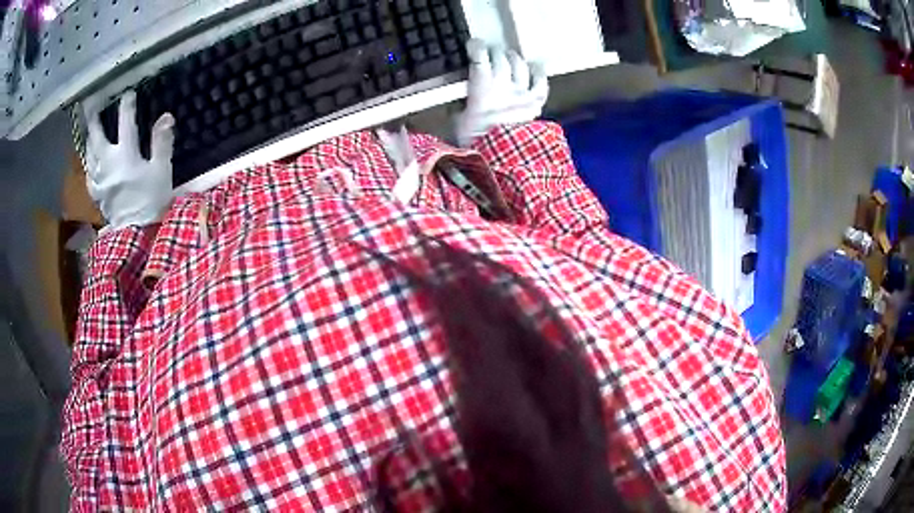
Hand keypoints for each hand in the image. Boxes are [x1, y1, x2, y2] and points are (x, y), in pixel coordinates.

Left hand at [83, 90, 174, 230]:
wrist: (137, 235)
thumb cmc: (151, 200)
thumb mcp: (161, 170)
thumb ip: (162, 142)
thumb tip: (166, 116)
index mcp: (125, 154)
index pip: (125, 122)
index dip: (126, 106)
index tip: (128, 94)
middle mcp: (107, 163)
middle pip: (97, 137)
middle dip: (95, 121)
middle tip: (92, 109)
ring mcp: (99, 179)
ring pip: (89, 154)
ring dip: (89, 140)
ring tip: (89, 131)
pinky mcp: (96, 194)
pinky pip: (88, 174)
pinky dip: (88, 163)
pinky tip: (90, 161)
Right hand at [454, 40, 548, 147]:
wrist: (501, 160)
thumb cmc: (475, 142)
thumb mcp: (457, 122)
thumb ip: (460, 105)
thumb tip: (460, 101)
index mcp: (481, 87)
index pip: (480, 57)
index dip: (476, 47)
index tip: (473, 45)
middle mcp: (504, 84)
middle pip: (501, 57)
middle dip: (494, 51)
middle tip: (489, 53)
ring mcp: (522, 92)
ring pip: (520, 65)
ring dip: (513, 58)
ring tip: (509, 57)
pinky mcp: (535, 103)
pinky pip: (540, 82)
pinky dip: (538, 73)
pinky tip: (534, 68)